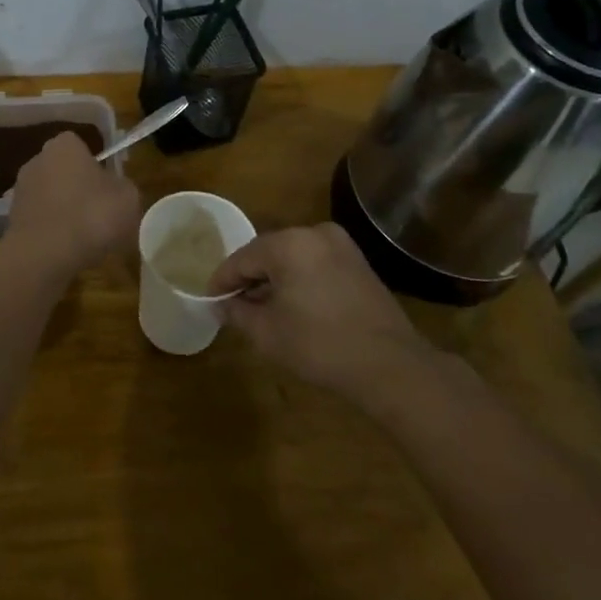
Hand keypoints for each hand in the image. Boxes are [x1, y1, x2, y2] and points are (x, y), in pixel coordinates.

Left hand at [4, 133, 140, 276]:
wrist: (44, 256)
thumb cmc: (91, 217)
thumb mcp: (128, 198)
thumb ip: (122, 186)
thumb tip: (114, 188)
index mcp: (64, 146)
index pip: (82, 147)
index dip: (96, 167)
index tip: (108, 189)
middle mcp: (37, 160)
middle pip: (64, 171)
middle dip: (78, 188)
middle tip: (99, 213)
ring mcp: (20, 189)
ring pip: (51, 197)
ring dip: (64, 211)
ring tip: (84, 237)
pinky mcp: (12, 218)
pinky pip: (41, 219)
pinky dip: (51, 230)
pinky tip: (65, 250)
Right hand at [208, 224, 432, 406]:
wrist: (391, 366)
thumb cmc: (320, 346)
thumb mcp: (267, 333)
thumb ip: (237, 312)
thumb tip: (220, 304)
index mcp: (289, 244)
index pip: (242, 258)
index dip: (222, 281)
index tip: (209, 301)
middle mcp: (314, 233)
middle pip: (267, 252)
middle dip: (248, 278)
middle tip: (232, 305)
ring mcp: (340, 245)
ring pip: (292, 257)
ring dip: (273, 279)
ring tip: (260, 308)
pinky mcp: (357, 262)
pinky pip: (314, 264)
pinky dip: (298, 279)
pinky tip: (292, 305)